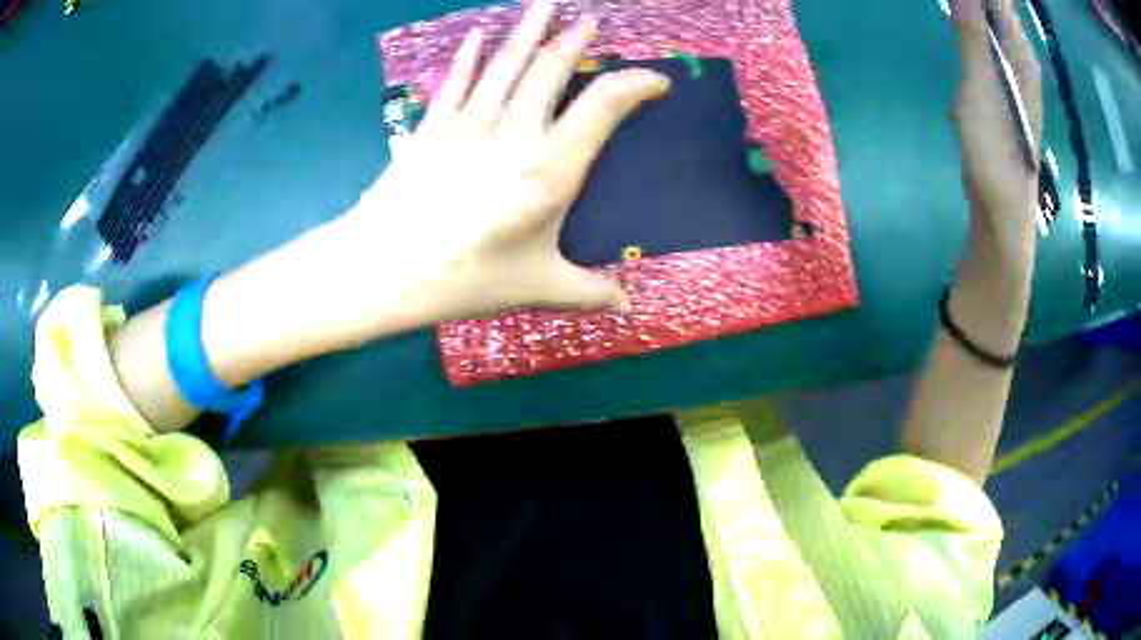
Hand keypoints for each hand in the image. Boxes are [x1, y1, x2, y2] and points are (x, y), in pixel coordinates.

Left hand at [349, 0, 668, 321]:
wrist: (384, 267)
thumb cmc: (465, 279)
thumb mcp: (536, 287)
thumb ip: (588, 291)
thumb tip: (628, 307)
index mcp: (550, 168)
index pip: (605, 105)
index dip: (637, 84)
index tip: (657, 81)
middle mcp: (516, 131)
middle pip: (552, 68)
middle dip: (576, 39)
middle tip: (591, 19)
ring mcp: (470, 121)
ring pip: (507, 61)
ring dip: (529, 28)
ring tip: (545, 4)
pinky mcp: (433, 125)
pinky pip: (458, 78)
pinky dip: (470, 53)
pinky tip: (478, 32)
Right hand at [950, 0, 1041, 253]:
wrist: (1005, 207)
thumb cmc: (995, 153)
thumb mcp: (980, 90)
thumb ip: (972, 37)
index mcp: (1019, 53)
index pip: (1001, 3)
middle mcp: (1020, 57)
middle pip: (997, 9)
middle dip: (973, 4)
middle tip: (953, 6)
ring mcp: (1013, 71)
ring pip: (990, 22)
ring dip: (970, 13)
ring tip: (956, 14)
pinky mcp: (1003, 84)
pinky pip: (986, 41)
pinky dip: (971, 29)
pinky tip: (961, 30)